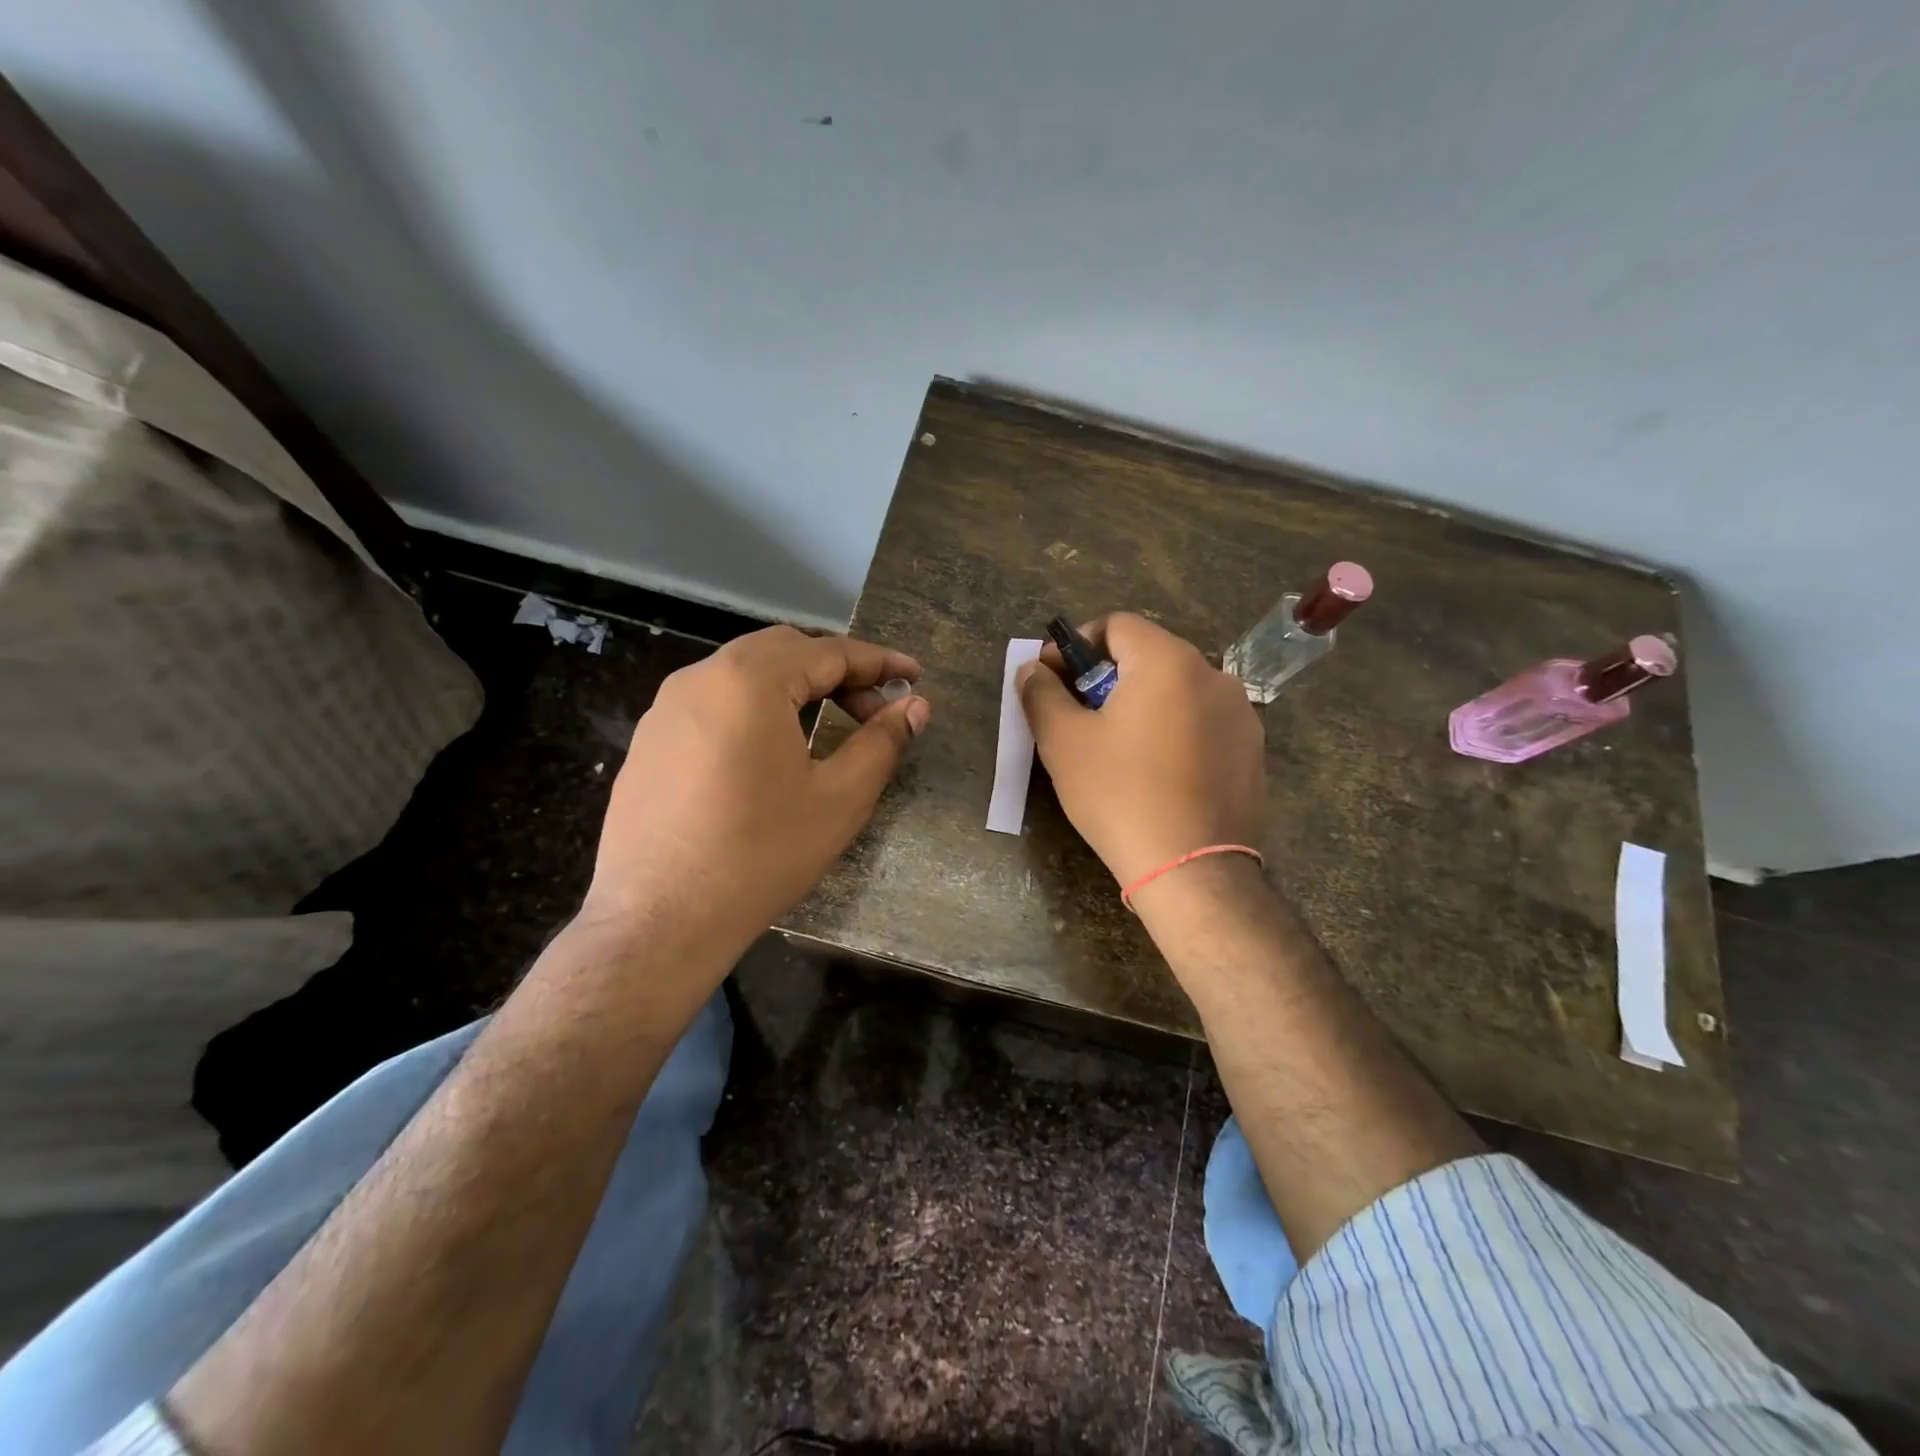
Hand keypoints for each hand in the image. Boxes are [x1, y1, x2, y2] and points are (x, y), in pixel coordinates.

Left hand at [581, 625, 929, 957]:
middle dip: (836, 671)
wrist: (659, 920)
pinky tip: (769, 752)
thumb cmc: (761, 855)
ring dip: (794, 687)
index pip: (829, 652)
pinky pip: (713, 704)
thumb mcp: (839, 798)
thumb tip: (916, 706)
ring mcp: (666, 708)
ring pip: (744, 674)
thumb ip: (882, 742)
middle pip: (784, 651)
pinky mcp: (650, 741)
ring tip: (827, 724)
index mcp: (750, 680)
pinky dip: (755, 708)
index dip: (879, 662)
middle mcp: (701, 678)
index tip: (914, 676)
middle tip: (874, 709)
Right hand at [1018, 613, 1264, 889]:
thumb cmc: (1120, 794)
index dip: (1077, 644)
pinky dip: (1174, 730)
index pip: (1117, 624)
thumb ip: (1041, 693)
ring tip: (1118, 747)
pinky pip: (1202, 723)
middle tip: (1079, 715)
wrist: (1192, 869)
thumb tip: (1033, 669)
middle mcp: (1213, 675)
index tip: (1053, 678)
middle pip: (1149, 655)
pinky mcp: (1252, 751)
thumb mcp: (1063, 742)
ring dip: (1142, 703)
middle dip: (1107, 676)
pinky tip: (1157, 772)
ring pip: (1178, 690)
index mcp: (1168, 661)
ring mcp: (1241, 714)